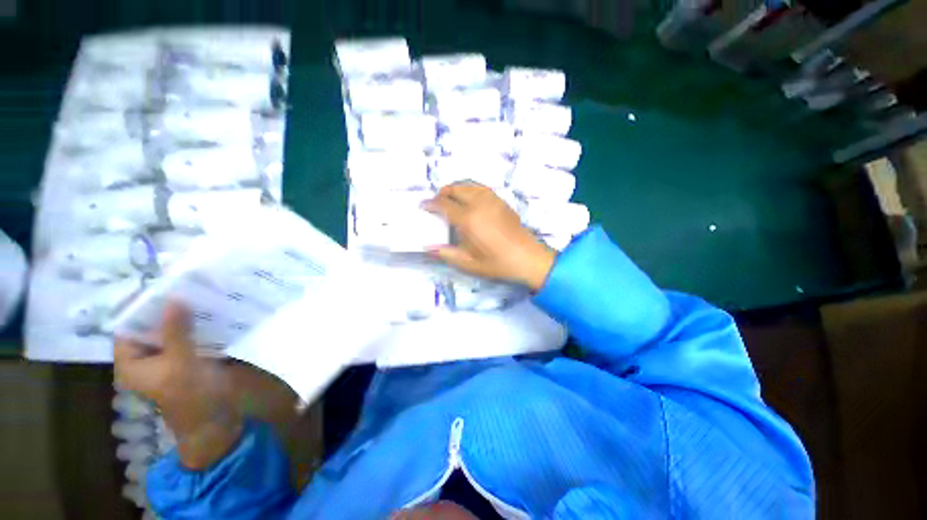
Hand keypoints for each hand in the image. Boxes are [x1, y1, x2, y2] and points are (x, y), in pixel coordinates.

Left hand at [114, 302, 242, 469]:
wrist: (215, 422)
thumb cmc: (192, 397)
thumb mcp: (182, 364)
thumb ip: (177, 332)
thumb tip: (173, 297)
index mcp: (132, 362)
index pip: (129, 326)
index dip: (142, 306)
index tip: (164, 286)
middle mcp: (145, 359)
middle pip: (150, 327)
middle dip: (167, 308)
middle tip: (187, 287)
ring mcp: (167, 360)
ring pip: (171, 331)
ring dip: (184, 316)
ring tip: (201, 296)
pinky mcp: (187, 360)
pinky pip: (188, 337)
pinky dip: (197, 326)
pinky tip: (212, 315)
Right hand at [423, 183, 555, 290]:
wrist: (527, 258)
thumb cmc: (496, 263)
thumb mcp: (469, 263)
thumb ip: (446, 253)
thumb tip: (428, 247)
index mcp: (469, 220)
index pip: (444, 205)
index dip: (431, 204)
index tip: (423, 206)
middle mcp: (479, 204)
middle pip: (455, 189)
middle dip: (442, 193)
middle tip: (437, 203)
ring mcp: (492, 200)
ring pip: (469, 185)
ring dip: (456, 188)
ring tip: (451, 199)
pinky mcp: (501, 201)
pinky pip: (481, 188)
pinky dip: (470, 189)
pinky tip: (469, 199)